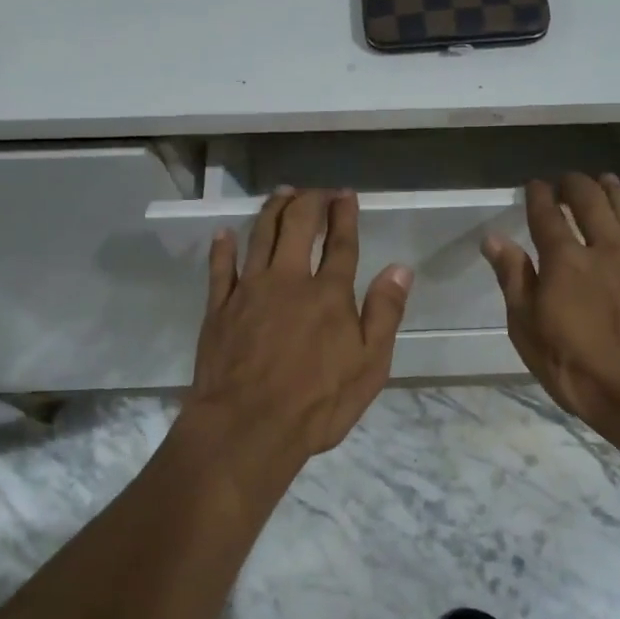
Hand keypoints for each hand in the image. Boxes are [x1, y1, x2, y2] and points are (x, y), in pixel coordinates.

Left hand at [188, 189, 412, 464]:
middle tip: (316, 191)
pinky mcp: (219, 308)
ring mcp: (250, 290)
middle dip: (309, 201)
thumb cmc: (317, 403)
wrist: (247, 427)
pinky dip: (223, 247)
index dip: (344, 215)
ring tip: (282, 193)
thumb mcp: (369, 366)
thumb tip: (400, 268)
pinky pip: (220, 268)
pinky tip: (224, 233)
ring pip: (260, 235)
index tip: (346, 195)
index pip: (341, 243)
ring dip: (273, 210)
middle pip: (298, 226)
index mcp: (329, 294)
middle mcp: (289, 280)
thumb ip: (384, 313)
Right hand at [483, 174, 619, 433]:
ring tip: (600, 181)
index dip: (538, 195)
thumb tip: (494, 238)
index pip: (547, 215)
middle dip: (573, 184)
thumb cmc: (577, 367)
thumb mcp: (528, 330)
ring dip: (607, 190)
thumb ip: (514, 279)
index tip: (534, 185)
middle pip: (588, 200)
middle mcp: (601, 247)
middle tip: (564, 181)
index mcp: (563, 260)